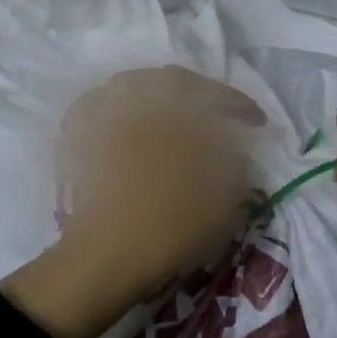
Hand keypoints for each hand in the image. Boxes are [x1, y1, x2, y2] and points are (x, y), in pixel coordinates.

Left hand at [3, 67, 263, 337]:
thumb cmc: (172, 225)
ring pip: (132, 86)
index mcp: (175, 109)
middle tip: (216, 114)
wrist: (107, 256)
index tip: (257, 122)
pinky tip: (125, 121)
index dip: (238, 104)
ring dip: (157, 93)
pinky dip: (115, 107)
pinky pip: (98, 106)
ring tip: (173, 114)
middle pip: (170, 81)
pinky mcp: (79, 138)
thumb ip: (235, 164)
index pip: (213, 93)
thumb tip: (235, 150)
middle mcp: (137, 100)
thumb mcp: (225, 198)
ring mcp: (103, 116)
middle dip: (198, 93)